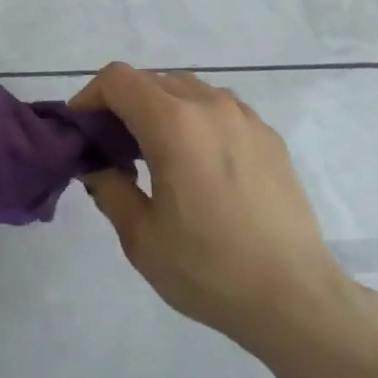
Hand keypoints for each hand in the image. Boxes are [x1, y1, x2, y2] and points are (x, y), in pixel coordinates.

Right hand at [70, 63, 362, 354]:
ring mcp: (244, 117)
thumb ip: (109, 188)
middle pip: (151, 81)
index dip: (90, 97)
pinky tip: (198, 166)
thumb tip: (96, 165)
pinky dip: (194, 121)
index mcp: (173, 123)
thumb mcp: (141, 237)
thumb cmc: (209, 269)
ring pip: (186, 90)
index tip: (82, 131)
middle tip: (112, 150)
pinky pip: (218, 109)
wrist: (296, 297)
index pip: (118, 79)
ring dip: (159, 110)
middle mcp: (209, 105)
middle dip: (122, 106)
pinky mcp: (268, 136)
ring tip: (155, 155)